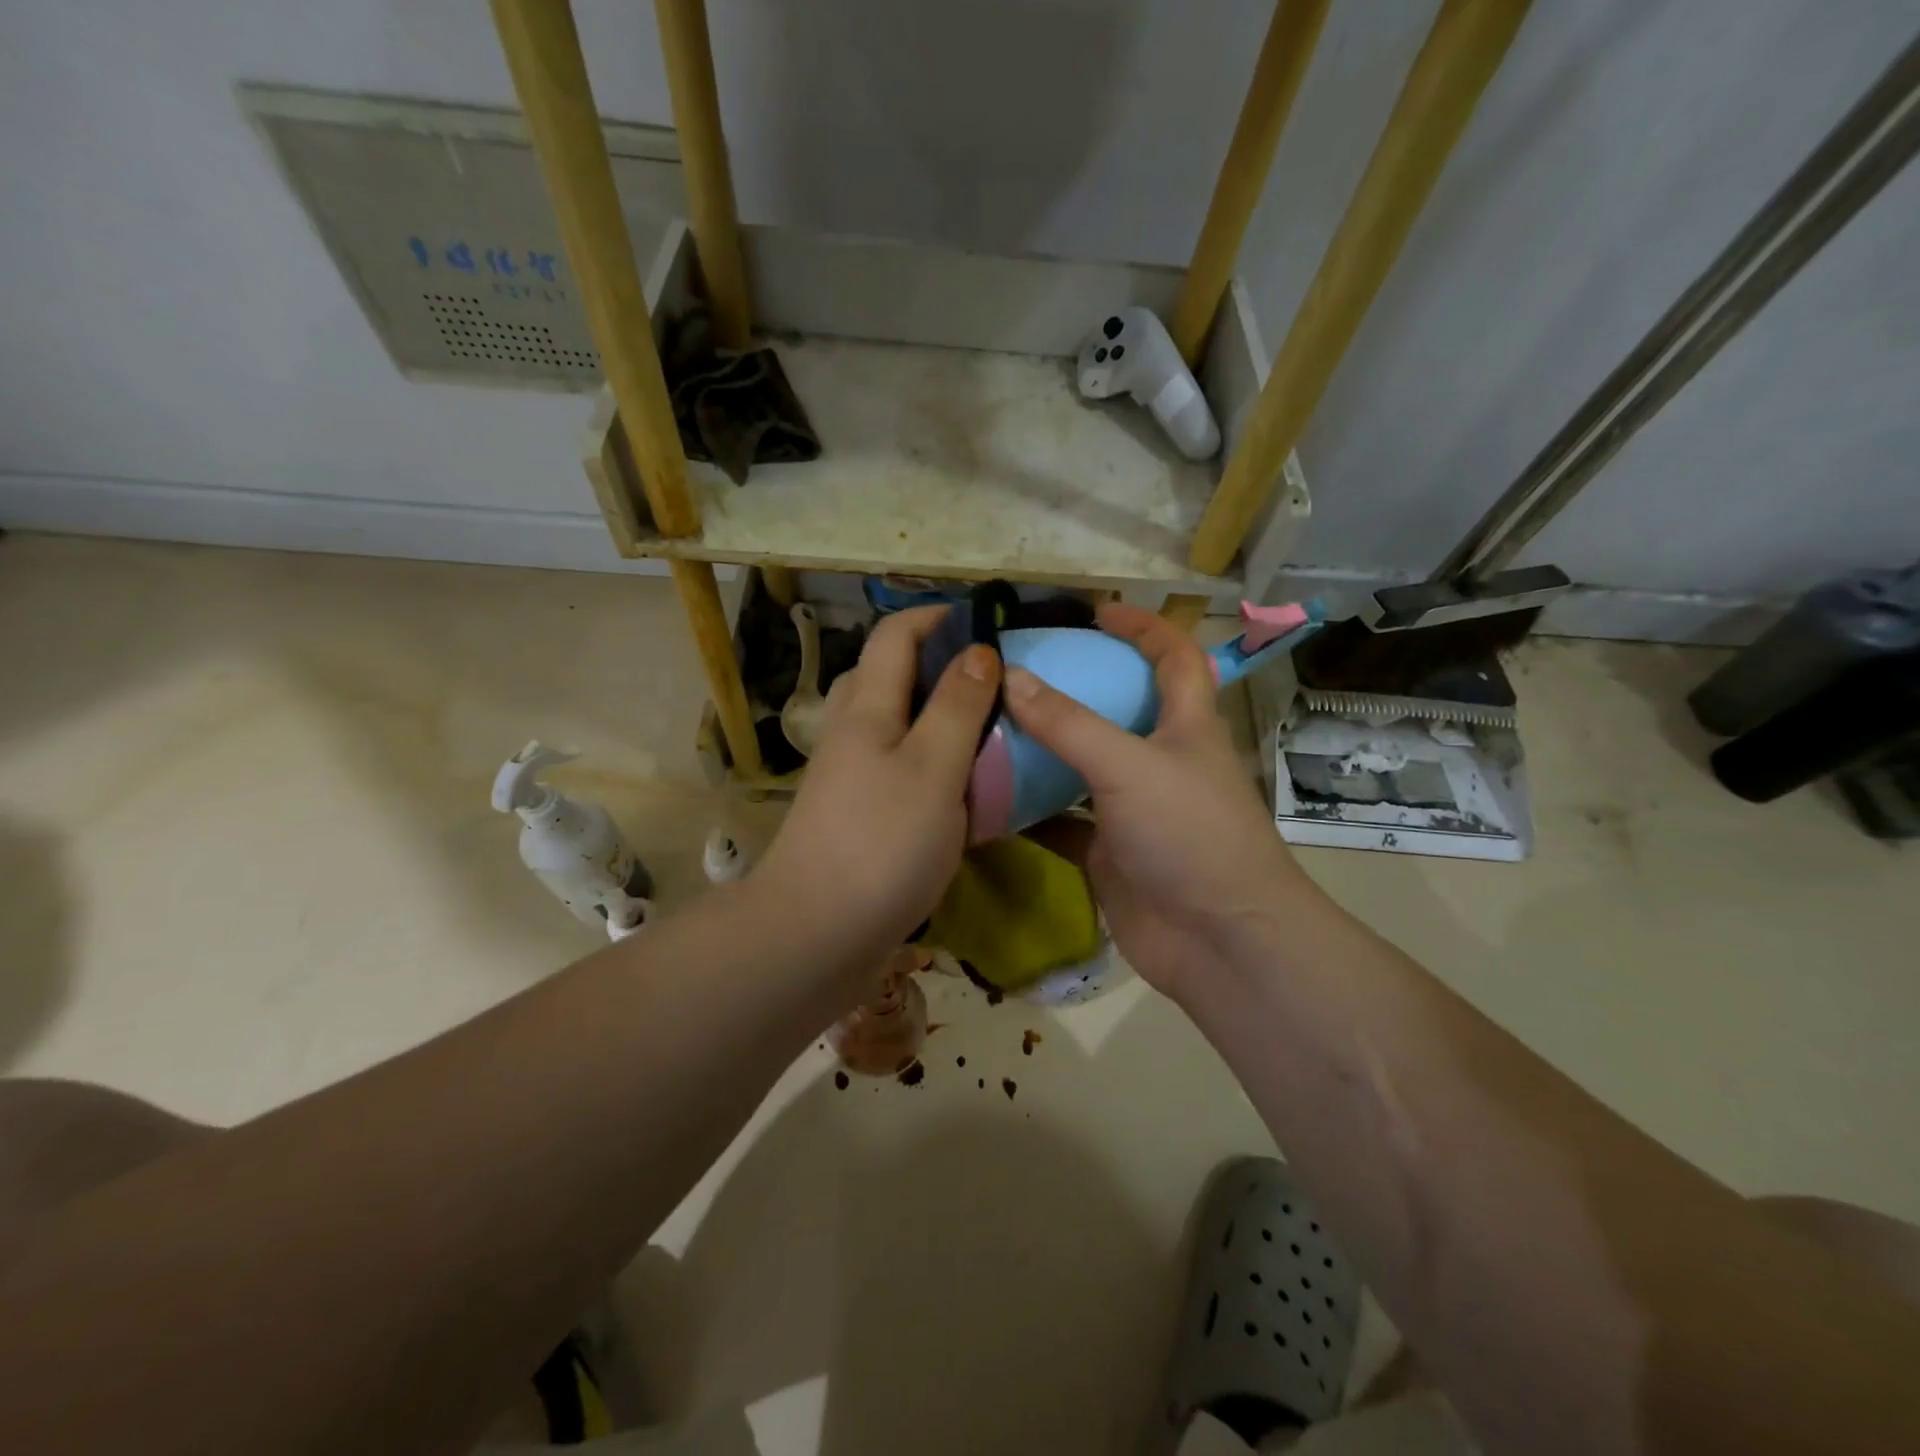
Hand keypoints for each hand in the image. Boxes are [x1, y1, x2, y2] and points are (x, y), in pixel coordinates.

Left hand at [754, 606, 999, 982]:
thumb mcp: (933, 768)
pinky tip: (960, 787)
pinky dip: (930, 762)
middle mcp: (851, 733)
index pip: (895, 636)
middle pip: (887, 675)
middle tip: (991, 681)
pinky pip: (896, 768)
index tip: (986, 622)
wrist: (815, 934)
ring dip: (935, 716)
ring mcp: (849, 777)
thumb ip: (957, 707)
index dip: (937, 617)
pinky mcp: (856, 816)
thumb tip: (978, 650)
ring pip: (893, 725)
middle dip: (937, 665)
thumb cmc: (882, 844)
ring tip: (984, 731)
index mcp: (867, 709)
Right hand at [1005, 603, 1310, 1003]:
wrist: (1218, 942)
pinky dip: (1029, 811)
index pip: (1174, 657)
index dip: (1143, 627)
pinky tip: (986, 798)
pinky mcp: (1109, 853)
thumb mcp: (1129, 766)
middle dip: (1075, 686)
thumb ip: (1069, 723)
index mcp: (1185, 726)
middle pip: (1118, 709)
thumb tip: (1009, 677)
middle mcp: (1160, 762)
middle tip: (1017, 672)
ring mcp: (1133, 810)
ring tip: (989, 726)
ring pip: (1082, 767)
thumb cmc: (1189, 835)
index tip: (1094, 612)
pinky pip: (1061, 822)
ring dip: (1043, 750)